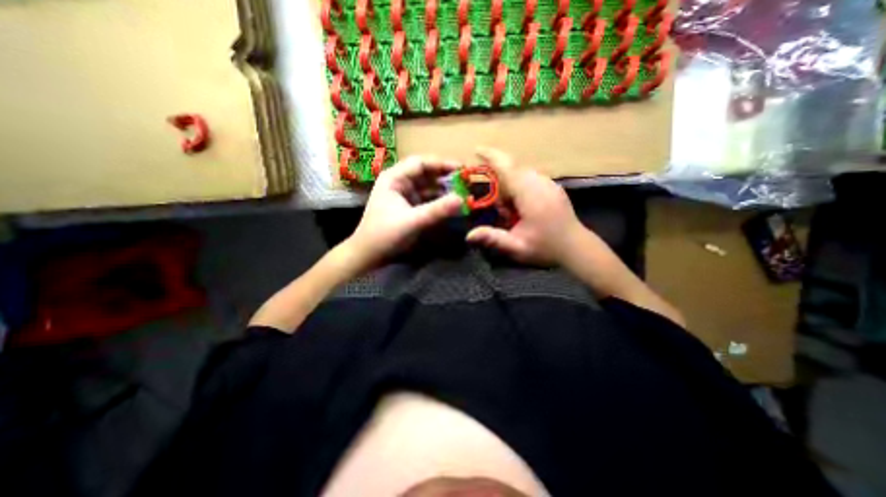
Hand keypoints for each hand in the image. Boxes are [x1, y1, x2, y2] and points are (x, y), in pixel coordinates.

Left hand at [341, 156, 463, 271]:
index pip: (421, 163)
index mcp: (394, 178)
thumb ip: (437, 210)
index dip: (442, 164)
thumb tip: (462, 199)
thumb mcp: (412, 221)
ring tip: (463, 193)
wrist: (368, 255)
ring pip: (428, 187)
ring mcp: (404, 196)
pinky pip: (427, 200)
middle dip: (445, 178)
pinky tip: (451, 205)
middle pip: (426, 174)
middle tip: (466, 182)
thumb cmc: (384, 234)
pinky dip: (439, 202)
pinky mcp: (409, 208)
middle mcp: (399, 183)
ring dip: (444, 190)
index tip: (462, 169)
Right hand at [464, 146, 587, 265]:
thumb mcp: (517, 247)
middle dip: (500, 184)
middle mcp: (540, 183)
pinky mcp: (553, 187)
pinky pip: (530, 179)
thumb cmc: (546, 248)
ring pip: (522, 174)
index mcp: (531, 194)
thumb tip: (468, 235)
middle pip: (513, 170)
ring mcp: (549, 183)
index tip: (477, 150)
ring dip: (510, 189)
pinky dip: (520, 189)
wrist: (577, 248)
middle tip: (500, 212)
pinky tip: (523, 210)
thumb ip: (493, 239)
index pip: (508, 168)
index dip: (492, 157)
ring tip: (512, 215)